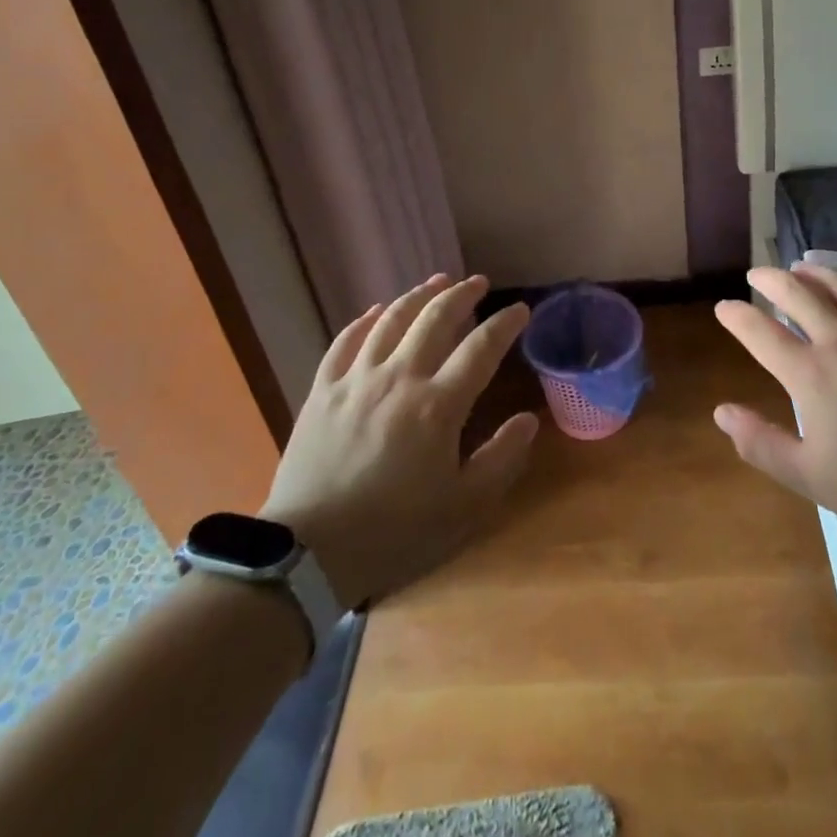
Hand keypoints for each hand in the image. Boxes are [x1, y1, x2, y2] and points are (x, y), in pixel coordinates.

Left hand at [262, 274, 538, 608]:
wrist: (308, 554)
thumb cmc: (394, 532)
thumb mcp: (463, 507)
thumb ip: (501, 459)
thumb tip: (528, 419)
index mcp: (438, 405)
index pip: (482, 348)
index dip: (505, 324)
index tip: (520, 309)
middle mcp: (399, 377)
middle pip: (435, 319)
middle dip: (462, 295)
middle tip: (478, 283)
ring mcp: (356, 379)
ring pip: (391, 319)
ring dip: (418, 296)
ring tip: (436, 282)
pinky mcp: (322, 390)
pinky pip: (346, 341)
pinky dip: (365, 320)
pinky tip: (375, 312)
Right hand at [712, 263, 836, 542]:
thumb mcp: (811, 476)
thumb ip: (761, 443)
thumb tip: (721, 412)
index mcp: (811, 374)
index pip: (762, 333)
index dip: (737, 317)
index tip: (724, 307)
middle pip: (797, 294)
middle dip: (770, 279)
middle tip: (756, 274)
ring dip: (813, 271)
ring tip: (800, 267)